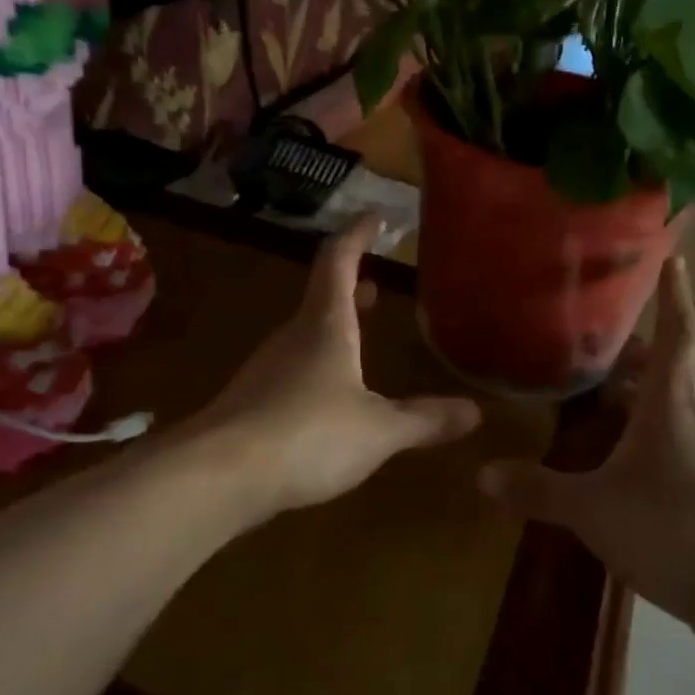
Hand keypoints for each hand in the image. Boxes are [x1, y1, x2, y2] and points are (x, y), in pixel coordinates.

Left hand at [193, 214, 481, 517]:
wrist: (219, 477)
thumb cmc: (308, 435)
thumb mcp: (379, 430)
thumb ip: (424, 420)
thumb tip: (475, 412)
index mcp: (325, 326)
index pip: (339, 261)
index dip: (358, 236)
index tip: (374, 217)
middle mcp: (292, 338)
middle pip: (321, 298)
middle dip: (351, 288)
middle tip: (375, 286)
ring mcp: (266, 370)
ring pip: (305, 335)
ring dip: (334, 328)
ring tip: (358, 337)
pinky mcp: (252, 404)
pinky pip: (292, 371)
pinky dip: (318, 366)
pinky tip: (329, 398)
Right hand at [479, 255, 694, 617]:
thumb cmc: (669, 529)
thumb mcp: (592, 508)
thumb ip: (538, 489)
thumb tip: (481, 474)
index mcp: (668, 409)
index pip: (675, 337)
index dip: (674, 296)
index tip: (675, 257)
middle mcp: (691, 422)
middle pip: (669, 372)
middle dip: (640, 352)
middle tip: (606, 340)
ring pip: (671, 410)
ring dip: (643, 395)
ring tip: (606, 394)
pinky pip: (673, 443)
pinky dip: (648, 434)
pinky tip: (624, 458)